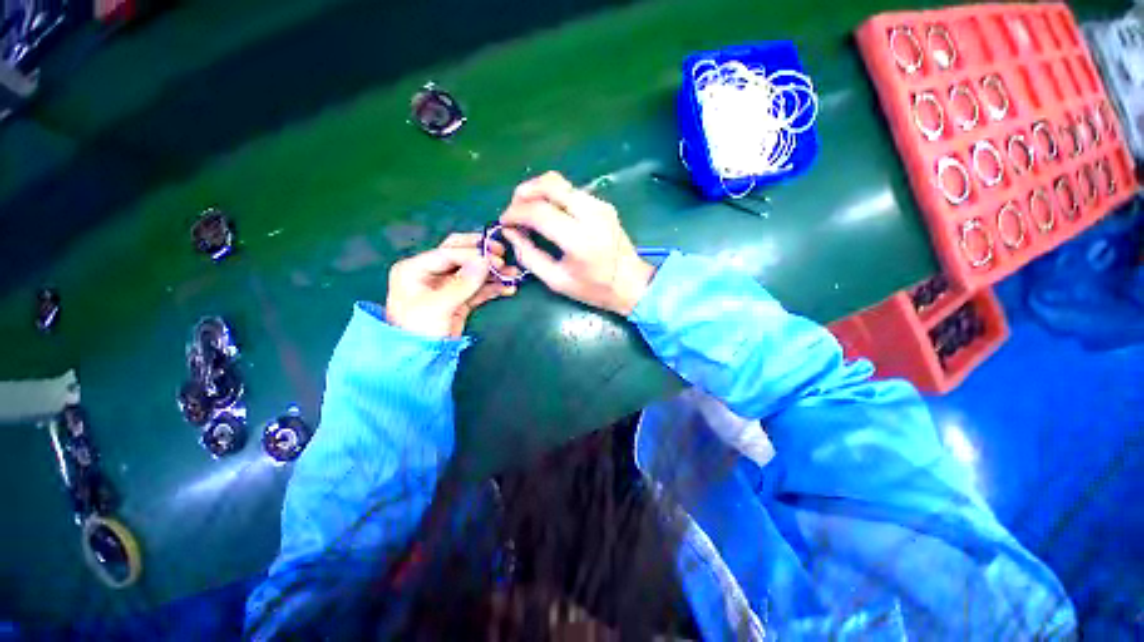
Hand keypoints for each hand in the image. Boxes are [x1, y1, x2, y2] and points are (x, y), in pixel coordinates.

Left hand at [385, 233, 517, 337]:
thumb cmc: (420, 330)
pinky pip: (478, 289)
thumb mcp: (439, 306)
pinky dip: (493, 287)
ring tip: (513, 274)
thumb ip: (463, 283)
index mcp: (415, 269)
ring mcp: (446, 286)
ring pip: (472, 272)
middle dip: (482, 255)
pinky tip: (508, 288)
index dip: (473, 253)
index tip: (497, 258)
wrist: (419, 360)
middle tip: (503, 254)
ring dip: (493, 272)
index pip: (448, 253)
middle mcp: (430, 273)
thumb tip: (485, 261)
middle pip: (460, 256)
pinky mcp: (459, 300)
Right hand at [498, 172, 654, 314]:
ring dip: (538, 191)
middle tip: (514, 210)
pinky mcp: (604, 204)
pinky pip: (571, 192)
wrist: (632, 283)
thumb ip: (529, 256)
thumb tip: (510, 233)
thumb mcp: (557, 281)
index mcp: (579, 239)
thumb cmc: (594, 289)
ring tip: (527, 210)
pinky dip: (554, 197)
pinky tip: (549, 213)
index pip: (539, 211)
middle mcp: (591, 214)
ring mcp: (600, 206)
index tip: (504, 222)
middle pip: (550, 184)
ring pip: (560, 183)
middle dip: (524, 192)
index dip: (515, 213)